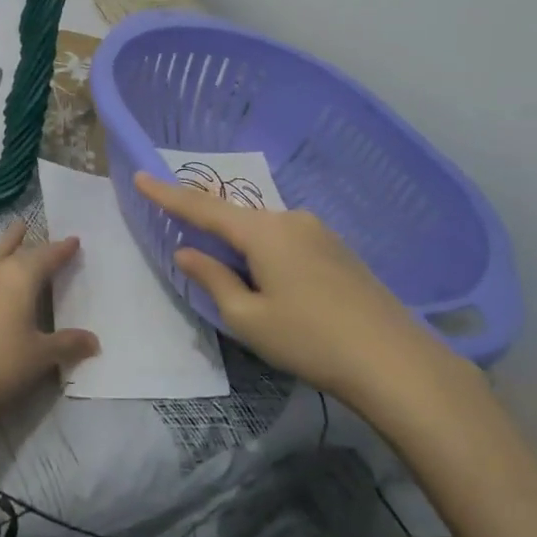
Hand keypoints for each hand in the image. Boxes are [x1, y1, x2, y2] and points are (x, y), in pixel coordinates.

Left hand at [0, 221, 96, 429]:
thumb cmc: (2, 364)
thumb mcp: (42, 356)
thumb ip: (69, 343)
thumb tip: (95, 342)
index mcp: (21, 276)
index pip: (47, 255)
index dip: (62, 248)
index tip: (73, 241)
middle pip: (11, 246)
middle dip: (23, 237)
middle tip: (28, 226)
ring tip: (4, 241)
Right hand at [134, 173, 479, 432]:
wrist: (395, 361)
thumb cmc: (310, 339)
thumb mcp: (248, 318)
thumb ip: (213, 279)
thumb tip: (188, 252)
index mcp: (262, 231)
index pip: (203, 208)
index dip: (168, 194)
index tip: (141, 175)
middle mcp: (290, 219)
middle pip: (236, 218)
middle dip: (211, 229)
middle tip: (191, 248)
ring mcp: (319, 232)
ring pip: (264, 232)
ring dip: (244, 249)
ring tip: (242, 287)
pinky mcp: (338, 250)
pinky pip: (288, 241)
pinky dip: (268, 255)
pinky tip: (277, 287)